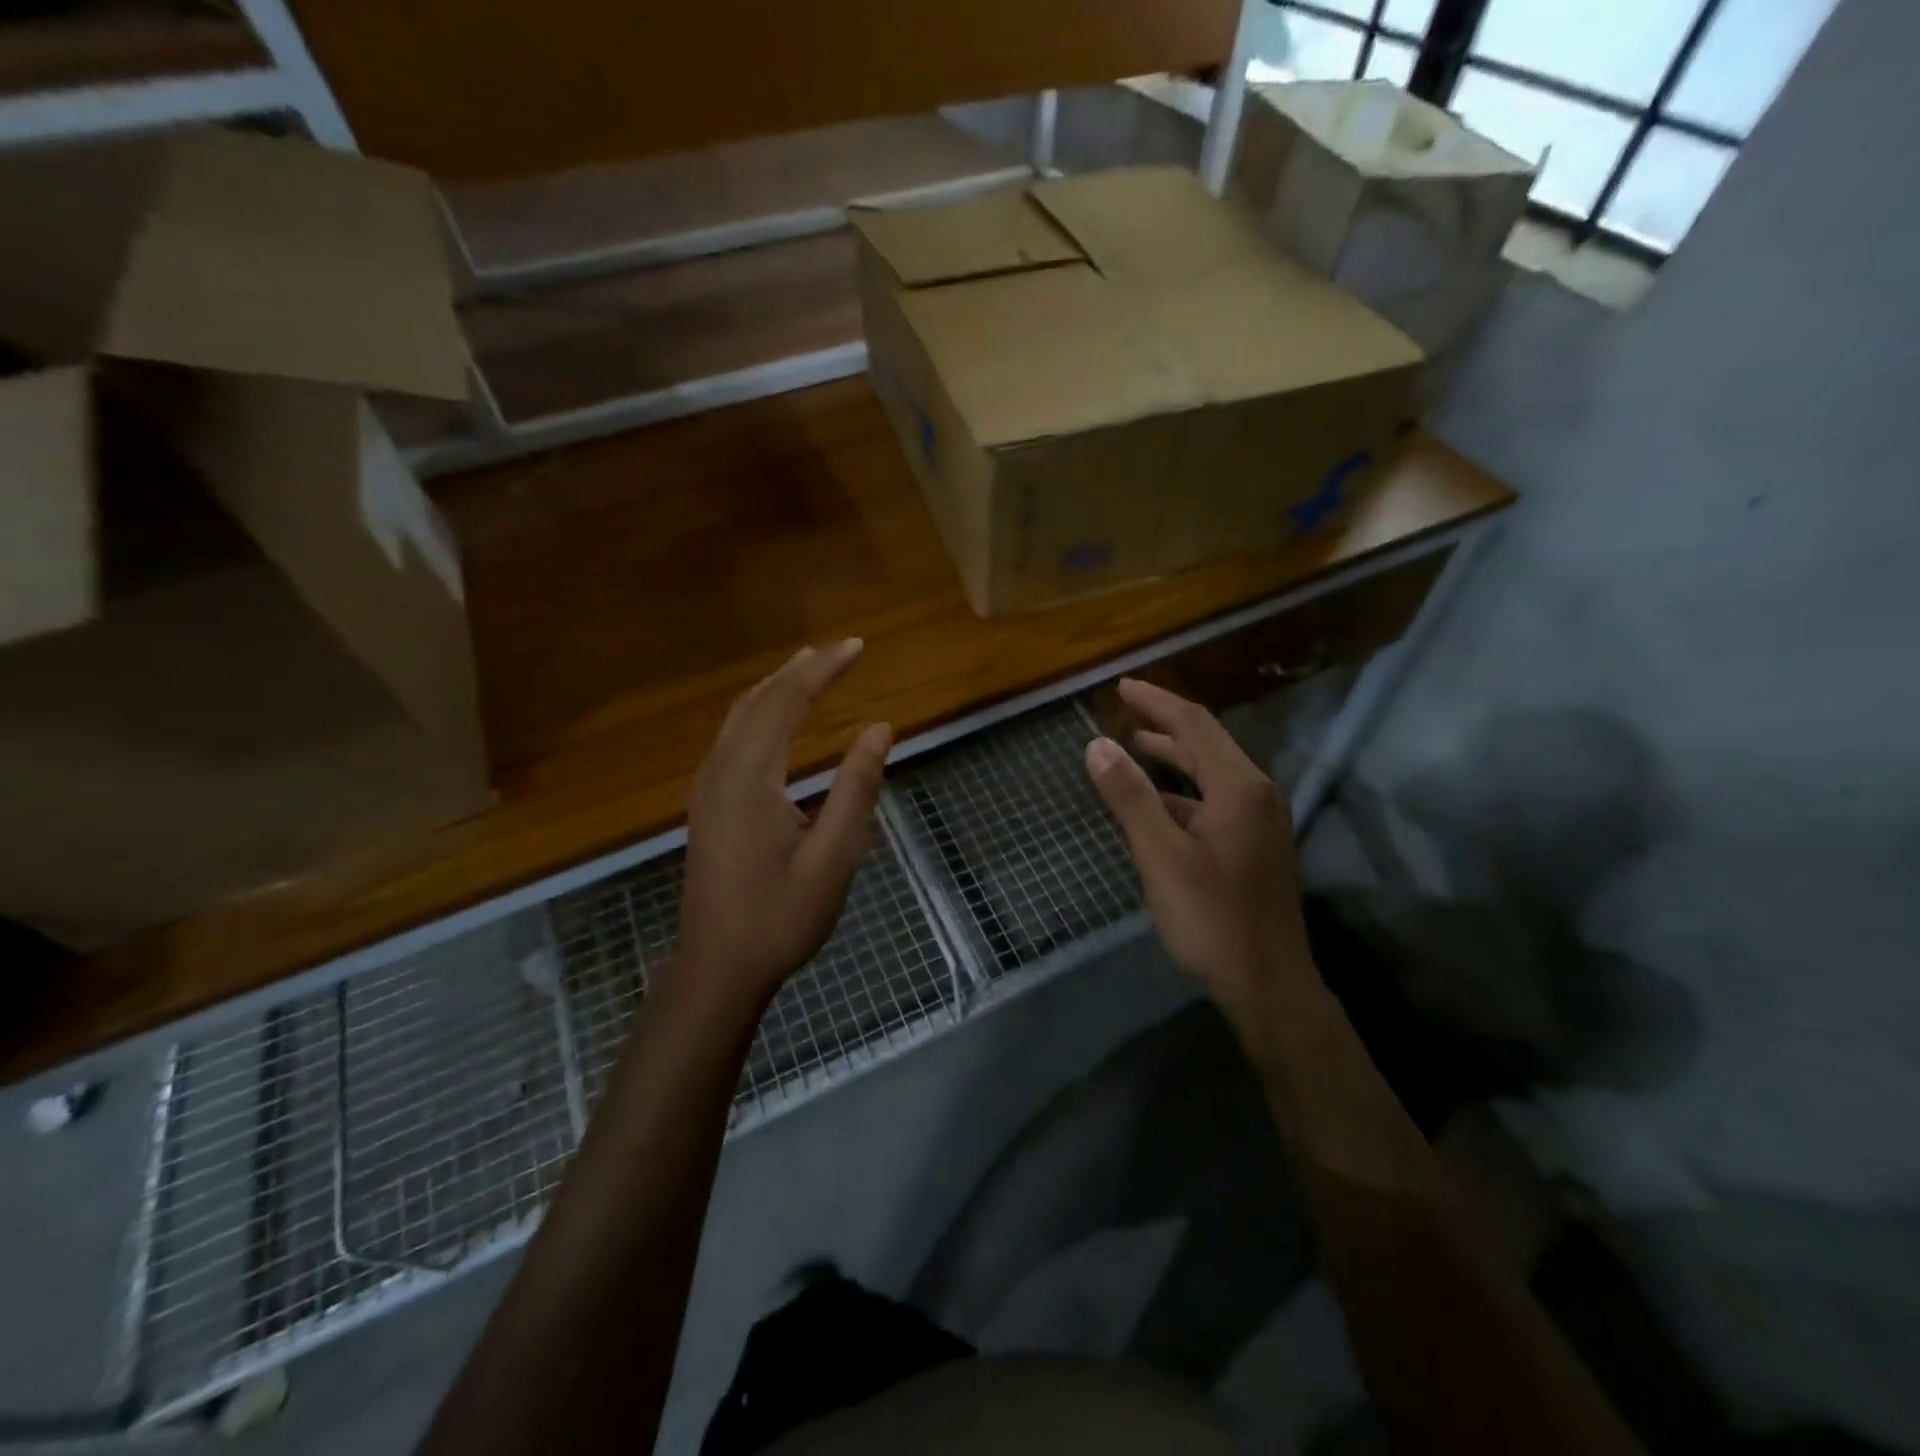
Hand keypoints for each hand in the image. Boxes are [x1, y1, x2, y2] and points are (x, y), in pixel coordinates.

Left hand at [676, 639, 891, 1011]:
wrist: (718, 967)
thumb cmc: (781, 916)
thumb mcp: (834, 856)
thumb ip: (856, 787)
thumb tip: (880, 729)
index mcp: (750, 777)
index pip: (787, 701)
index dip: (823, 668)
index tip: (857, 646)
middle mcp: (720, 770)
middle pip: (758, 700)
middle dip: (799, 669)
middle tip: (840, 649)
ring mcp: (707, 787)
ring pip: (739, 716)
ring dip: (776, 687)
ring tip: (811, 668)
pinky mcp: (706, 803)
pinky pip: (732, 737)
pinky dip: (760, 712)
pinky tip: (777, 719)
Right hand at [1084, 678, 1317, 1046]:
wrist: (1268, 986)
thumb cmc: (1211, 919)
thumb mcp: (1161, 856)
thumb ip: (1130, 797)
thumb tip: (1098, 744)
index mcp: (1239, 788)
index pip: (1193, 724)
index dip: (1155, 701)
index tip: (1121, 685)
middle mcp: (1256, 794)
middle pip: (1207, 742)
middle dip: (1164, 723)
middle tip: (1123, 709)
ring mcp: (1261, 822)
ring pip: (1212, 773)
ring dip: (1173, 757)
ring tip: (1133, 747)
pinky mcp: (1256, 847)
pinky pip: (1215, 801)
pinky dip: (1183, 792)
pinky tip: (1157, 805)